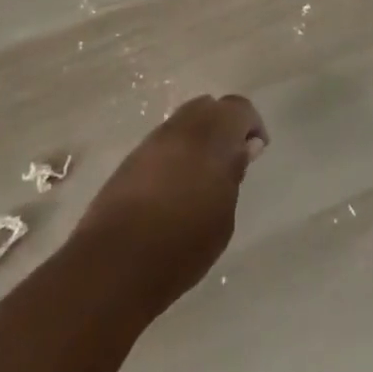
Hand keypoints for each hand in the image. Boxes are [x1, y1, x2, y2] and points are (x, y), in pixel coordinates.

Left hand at [71, 94, 267, 316]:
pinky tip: (175, 186)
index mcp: (213, 135)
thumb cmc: (183, 243)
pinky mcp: (130, 160)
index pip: (239, 108)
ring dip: (197, 138)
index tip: (257, 151)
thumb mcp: (223, 215)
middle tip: (230, 160)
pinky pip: (162, 143)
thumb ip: (233, 174)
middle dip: (223, 126)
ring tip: (202, 176)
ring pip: (183, 122)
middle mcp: (182, 128)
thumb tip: (243, 149)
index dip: (251, 125)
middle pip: (208, 108)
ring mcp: (152, 141)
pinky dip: (175, 153)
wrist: (115, 263)